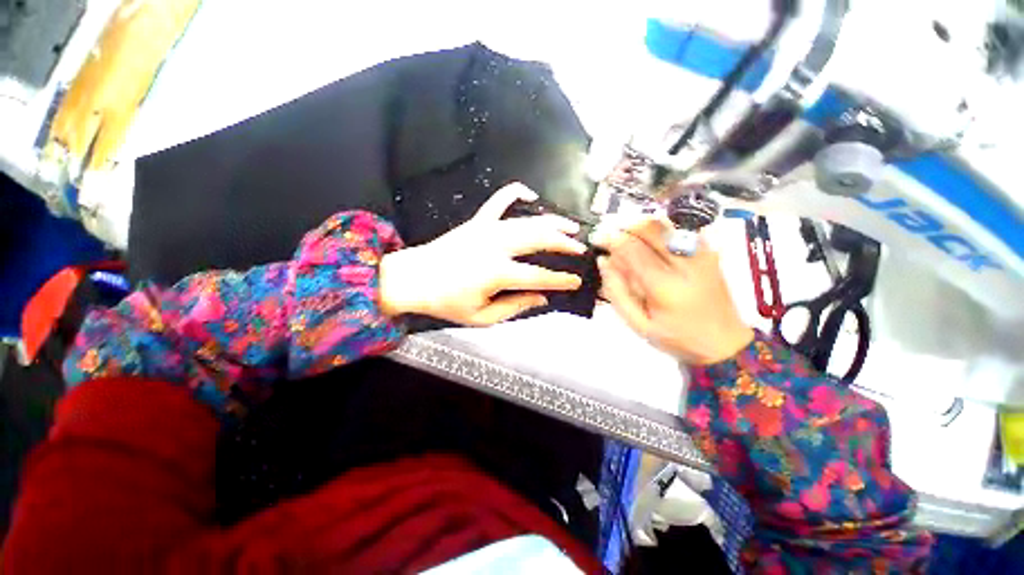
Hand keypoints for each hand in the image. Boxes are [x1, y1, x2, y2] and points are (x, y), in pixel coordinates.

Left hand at [379, 183, 585, 325]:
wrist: (414, 278)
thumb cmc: (446, 301)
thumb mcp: (482, 317)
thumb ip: (514, 307)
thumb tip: (541, 298)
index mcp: (496, 273)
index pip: (538, 276)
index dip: (560, 280)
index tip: (575, 281)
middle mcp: (495, 246)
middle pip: (538, 239)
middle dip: (563, 243)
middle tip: (579, 248)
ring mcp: (486, 229)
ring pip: (526, 221)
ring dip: (551, 222)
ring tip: (569, 226)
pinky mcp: (477, 221)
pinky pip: (498, 201)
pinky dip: (515, 192)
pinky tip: (529, 193)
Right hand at [591, 216, 753, 364]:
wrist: (724, 343)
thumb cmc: (676, 338)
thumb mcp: (638, 324)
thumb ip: (617, 292)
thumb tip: (604, 261)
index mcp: (665, 287)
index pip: (632, 250)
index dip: (611, 239)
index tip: (597, 237)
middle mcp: (685, 264)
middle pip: (650, 229)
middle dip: (624, 226)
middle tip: (609, 233)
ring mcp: (701, 255)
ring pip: (665, 225)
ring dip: (640, 225)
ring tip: (626, 235)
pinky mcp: (709, 253)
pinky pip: (679, 229)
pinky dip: (659, 230)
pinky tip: (649, 241)